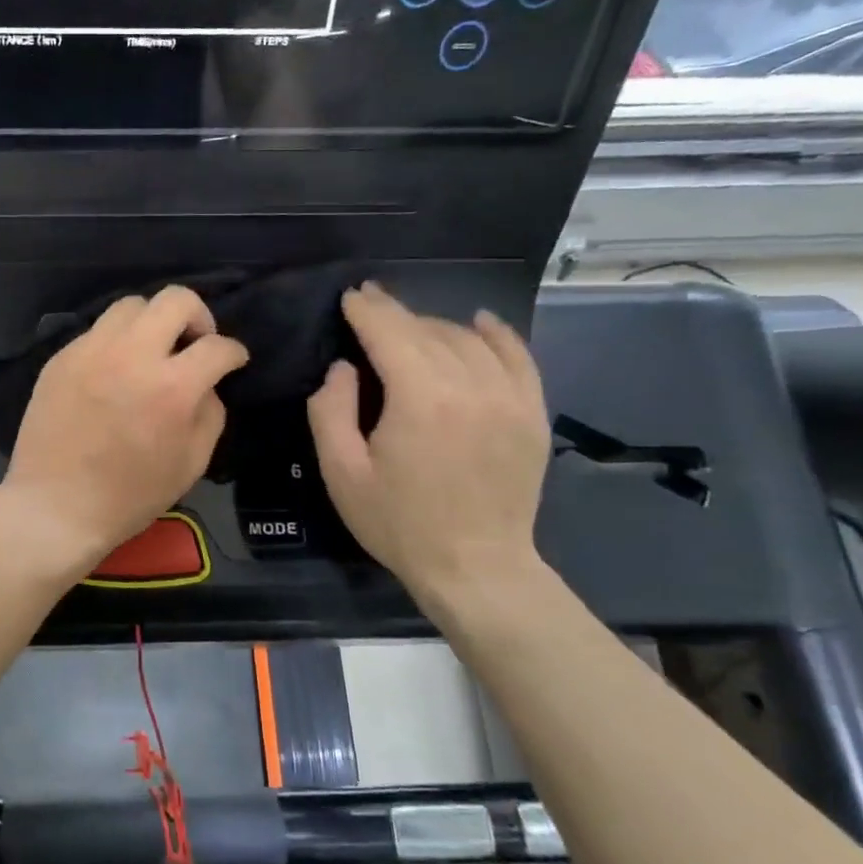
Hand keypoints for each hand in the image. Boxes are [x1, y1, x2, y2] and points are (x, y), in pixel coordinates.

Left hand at [0, 286, 248, 572]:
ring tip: (151, 351)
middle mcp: (132, 356)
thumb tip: (206, 386)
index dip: (234, 352)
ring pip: (131, 305)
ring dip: (152, 322)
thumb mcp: (191, 464)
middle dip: (198, 315)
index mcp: (172, 387)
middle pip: (175, 298)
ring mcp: (91, 351)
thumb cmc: (129, 496)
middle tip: (194, 343)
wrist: (56, 506)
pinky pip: (97, 331)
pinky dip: (116, 343)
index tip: (233, 360)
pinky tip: (114, 371)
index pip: (217, 346)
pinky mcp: (61, 358)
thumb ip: (210, 414)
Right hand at [308, 283, 549, 601]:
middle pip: (428, 330)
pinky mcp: (532, 414)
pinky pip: (518, 357)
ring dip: (434, 326)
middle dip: (395, 313)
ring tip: (410, 329)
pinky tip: (480, 322)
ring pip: (468, 339)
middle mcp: (470, 385)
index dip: (367, 310)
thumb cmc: (398, 523)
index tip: (351, 295)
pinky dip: (497, 334)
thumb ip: (330, 411)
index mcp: (420, 398)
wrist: (475, 568)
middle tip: (371, 305)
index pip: (391, 332)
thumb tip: (343, 368)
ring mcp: (509, 398)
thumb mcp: (342, 473)